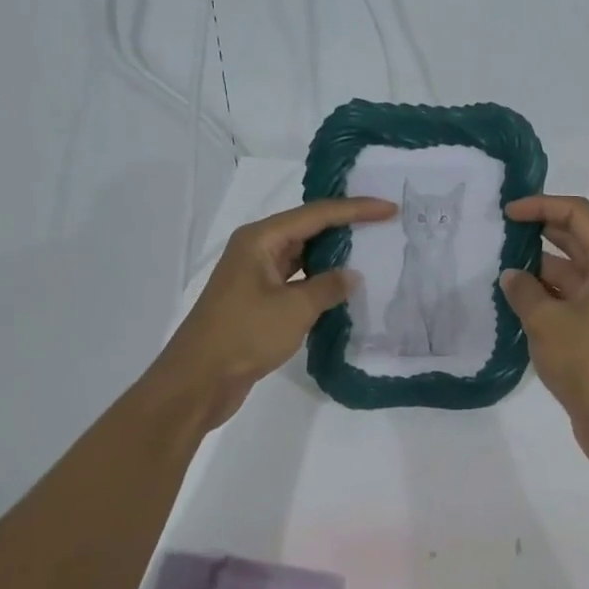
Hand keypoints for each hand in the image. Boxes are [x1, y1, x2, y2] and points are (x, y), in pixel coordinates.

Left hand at [146, 196, 395, 431]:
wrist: (199, 379)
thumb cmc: (244, 335)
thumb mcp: (294, 309)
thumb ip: (328, 287)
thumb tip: (352, 275)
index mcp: (261, 239)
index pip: (316, 214)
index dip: (356, 210)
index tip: (389, 209)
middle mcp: (256, 250)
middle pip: (307, 229)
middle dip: (345, 227)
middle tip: (383, 225)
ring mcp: (255, 276)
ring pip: (302, 256)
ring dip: (333, 256)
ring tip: (370, 253)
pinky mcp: (257, 301)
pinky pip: (295, 281)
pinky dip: (319, 282)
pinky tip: (343, 289)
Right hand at [499, 195, 588, 462]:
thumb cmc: (588, 363)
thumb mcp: (546, 322)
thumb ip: (524, 291)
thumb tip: (512, 275)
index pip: (577, 215)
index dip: (541, 206)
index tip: (507, 213)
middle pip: (577, 239)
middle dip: (539, 232)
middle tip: (502, 233)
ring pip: (574, 270)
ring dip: (541, 266)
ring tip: (502, 266)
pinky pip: (574, 296)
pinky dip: (549, 292)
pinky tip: (518, 298)